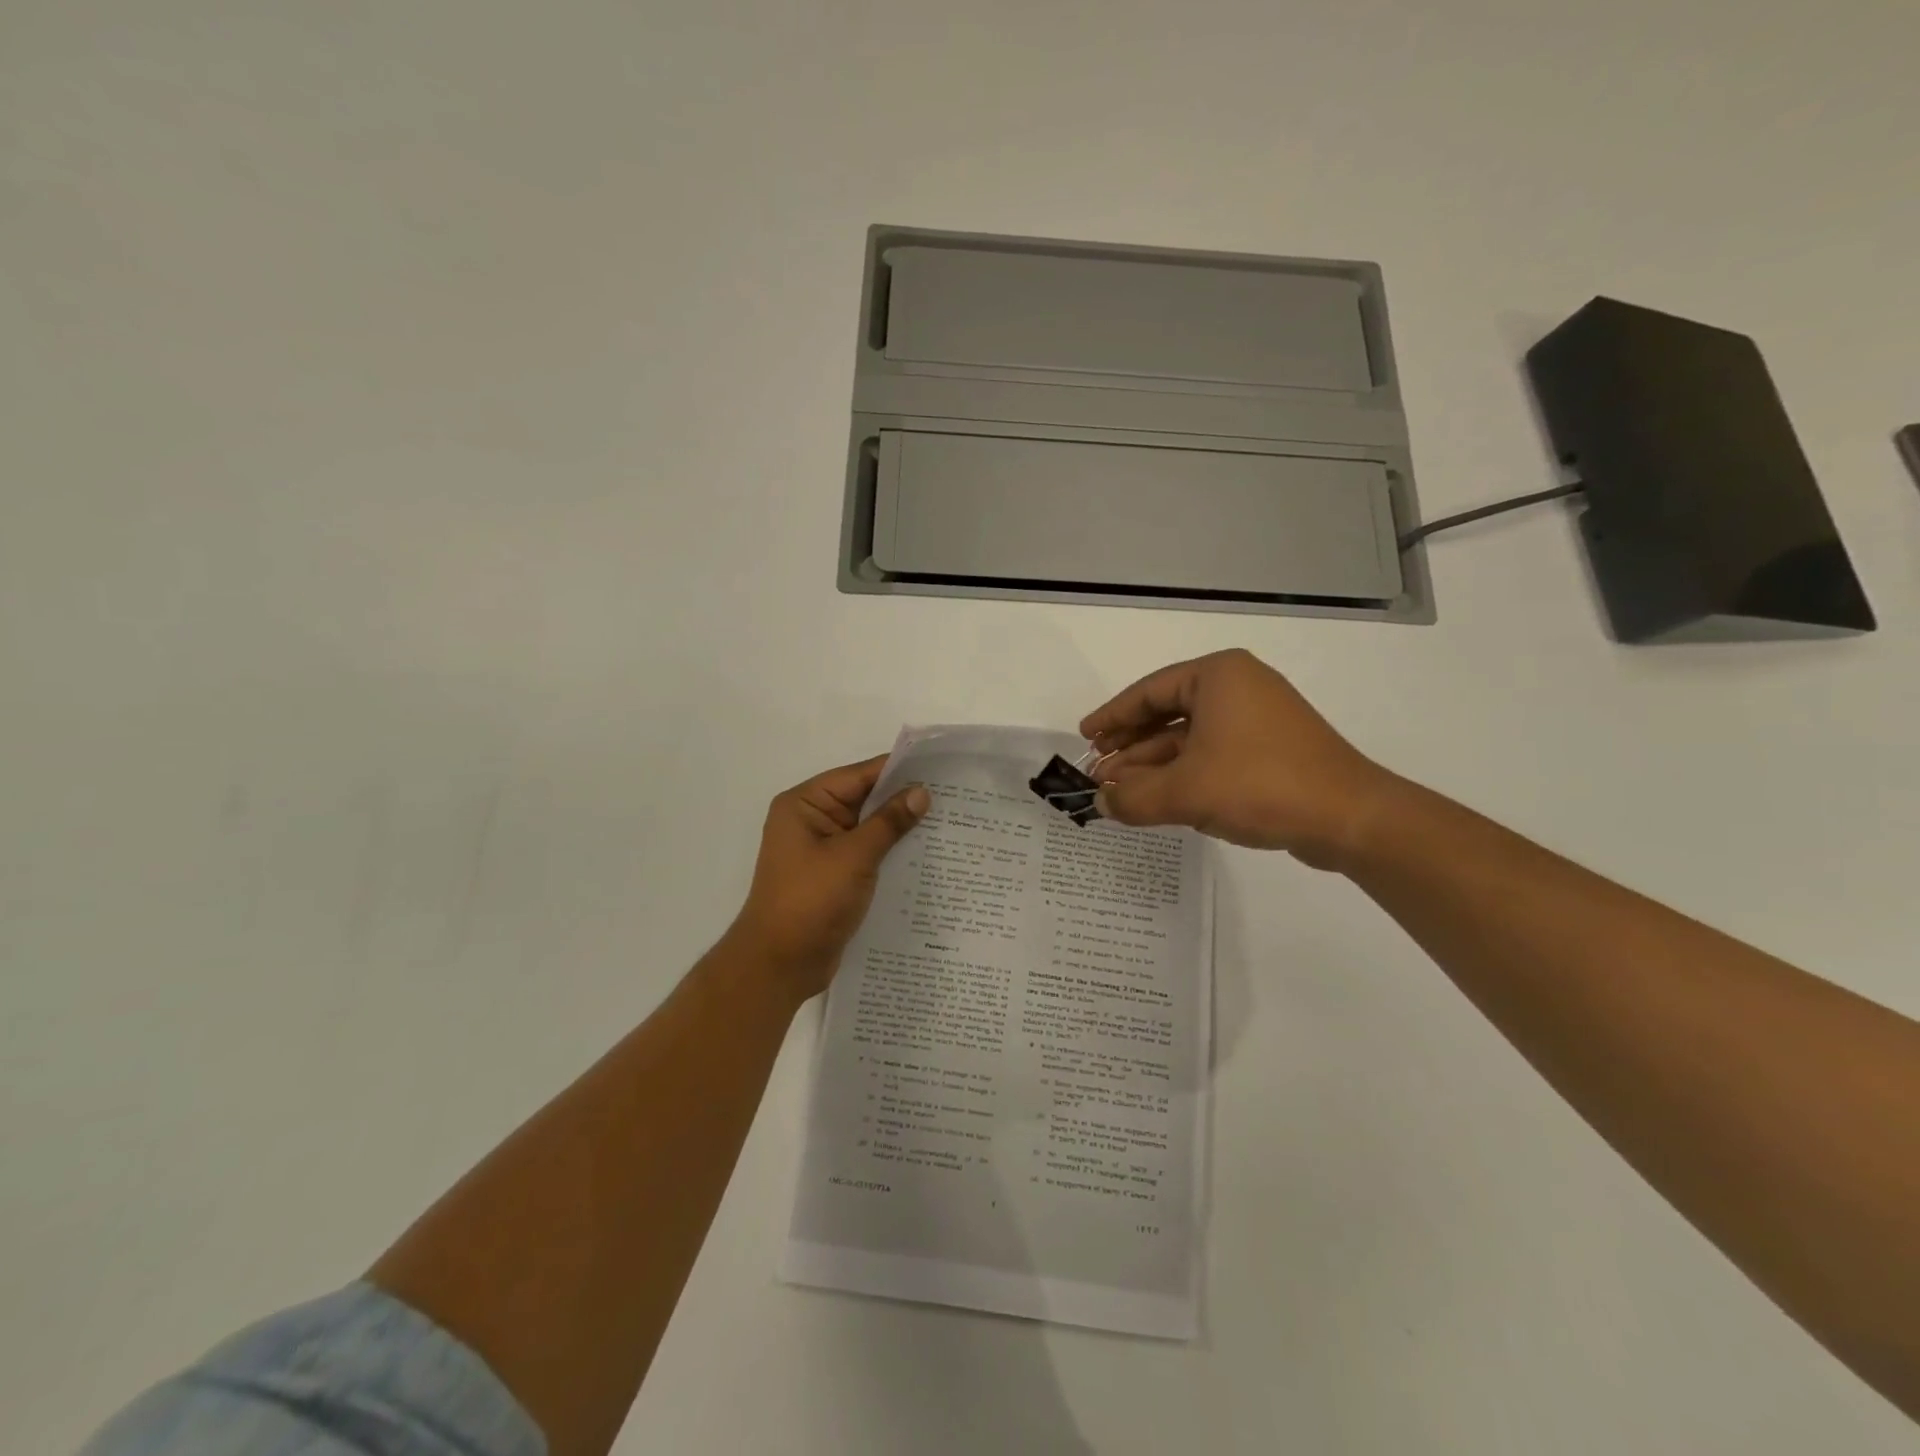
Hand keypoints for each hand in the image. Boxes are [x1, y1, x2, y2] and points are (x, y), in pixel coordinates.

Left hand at [728, 757, 929, 999]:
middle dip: (903, 799)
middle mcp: (811, 820)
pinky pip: (867, 853)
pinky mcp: (833, 876)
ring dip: (900, 828)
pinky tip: (925, 854)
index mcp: (805, 804)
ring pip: (868, 828)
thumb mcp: (854, 857)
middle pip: (864, 799)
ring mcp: (822, 850)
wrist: (779, 964)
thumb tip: (921, 792)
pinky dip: (890, 852)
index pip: (858, 776)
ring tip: (948, 822)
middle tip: (952, 795)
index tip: (938, 767)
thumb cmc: (810, 901)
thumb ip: (889, 822)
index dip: (897, 770)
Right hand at [1080, 649, 1396, 868]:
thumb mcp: (1185, 792)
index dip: (1112, 716)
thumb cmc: (1260, 785)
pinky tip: (1157, 799)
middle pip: (1167, 714)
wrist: (1349, 818)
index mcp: (1217, 676)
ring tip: (1118, 793)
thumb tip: (1098, 803)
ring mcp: (1257, 719)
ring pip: (1188, 738)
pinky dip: (1182, 774)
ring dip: (1152, 765)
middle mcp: (1238, 688)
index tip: (1085, 737)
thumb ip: (1132, 797)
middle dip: (1130, 747)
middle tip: (1097, 773)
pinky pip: (1211, 755)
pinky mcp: (1270, 751)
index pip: (1149, 691)